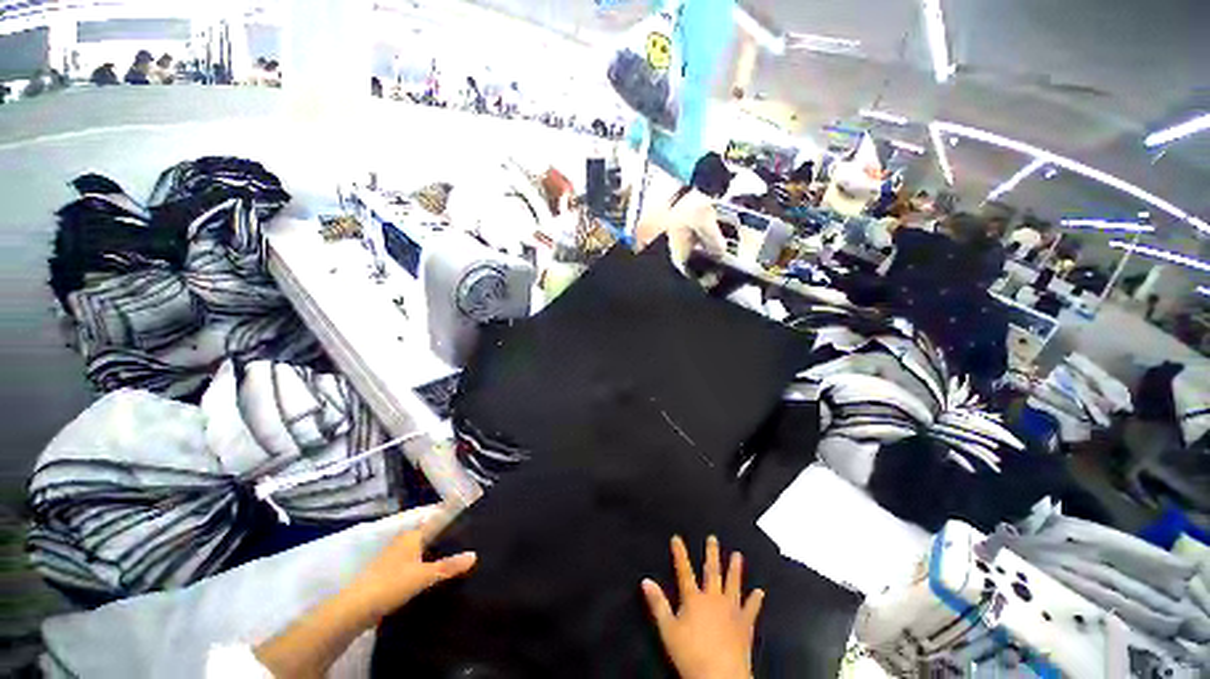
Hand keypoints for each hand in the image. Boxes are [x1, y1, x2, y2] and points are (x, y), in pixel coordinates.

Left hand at [347, 525, 476, 623]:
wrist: (355, 610)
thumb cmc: (391, 585)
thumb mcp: (424, 576)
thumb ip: (449, 566)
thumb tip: (474, 555)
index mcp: (413, 535)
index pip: (437, 520)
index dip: (451, 517)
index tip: (469, 515)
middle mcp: (404, 542)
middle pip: (429, 535)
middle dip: (446, 537)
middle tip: (469, 539)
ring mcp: (394, 558)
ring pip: (421, 551)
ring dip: (435, 553)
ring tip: (456, 558)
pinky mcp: (388, 575)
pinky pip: (413, 564)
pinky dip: (425, 566)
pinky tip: (434, 576)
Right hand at [642, 535, 763, 678]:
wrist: (721, 675)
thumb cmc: (691, 654)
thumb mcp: (668, 630)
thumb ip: (658, 604)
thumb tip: (645, 580)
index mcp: (694, 599)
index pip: (684, 571)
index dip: (680, 554)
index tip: (677, 538)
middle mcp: (713, 598)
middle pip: (712, 572)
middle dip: (712, 554)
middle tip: (713, 538)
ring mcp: (731, 610)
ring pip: (733, 584)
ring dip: (735, 569)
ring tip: (738, 555)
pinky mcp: (745, 624)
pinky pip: (751, 609)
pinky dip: (755, 600)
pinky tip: (760, 592)